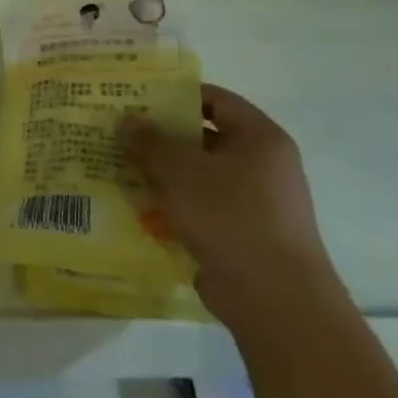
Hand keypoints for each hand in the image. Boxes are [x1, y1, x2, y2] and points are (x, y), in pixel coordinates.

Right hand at [119, 83, 339, 327]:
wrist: (276, 302)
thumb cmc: (231, 218)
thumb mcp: (180, 171)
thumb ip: (149, 141)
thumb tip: (125, 120)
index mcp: (260, 138)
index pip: (215, 100)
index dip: (176, 95)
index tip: (137, 98)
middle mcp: (264, 166)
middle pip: (205, 138)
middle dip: (163, 137)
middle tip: (121, 134)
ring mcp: (257, 204)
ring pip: (201, 176)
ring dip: (164, 174)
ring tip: (121, 169)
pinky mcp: (245, 236)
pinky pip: (204, 209)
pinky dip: (176, 206)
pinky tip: (140, 208)